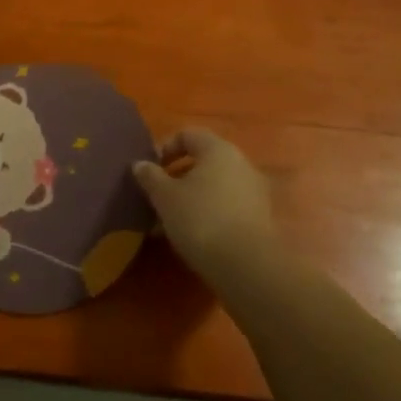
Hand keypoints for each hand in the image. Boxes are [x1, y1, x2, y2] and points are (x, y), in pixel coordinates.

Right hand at [133, 129, 278, 279]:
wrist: (247, 265)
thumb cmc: (201, 219)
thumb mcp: (165, 197)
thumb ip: (150, 176)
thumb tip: (140, 164)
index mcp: (218, 149)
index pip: (188, 134)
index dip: (165, 148)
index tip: (150, 170)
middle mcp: (240, 163)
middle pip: (203, 161)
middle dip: (177, 178)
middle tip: (158, 197)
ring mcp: (254, 191)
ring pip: (214, 186)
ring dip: (191, 198)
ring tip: (169, 223)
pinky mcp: (259, 218)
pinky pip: (226, 206)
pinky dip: (208, 214)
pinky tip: (192, 236)